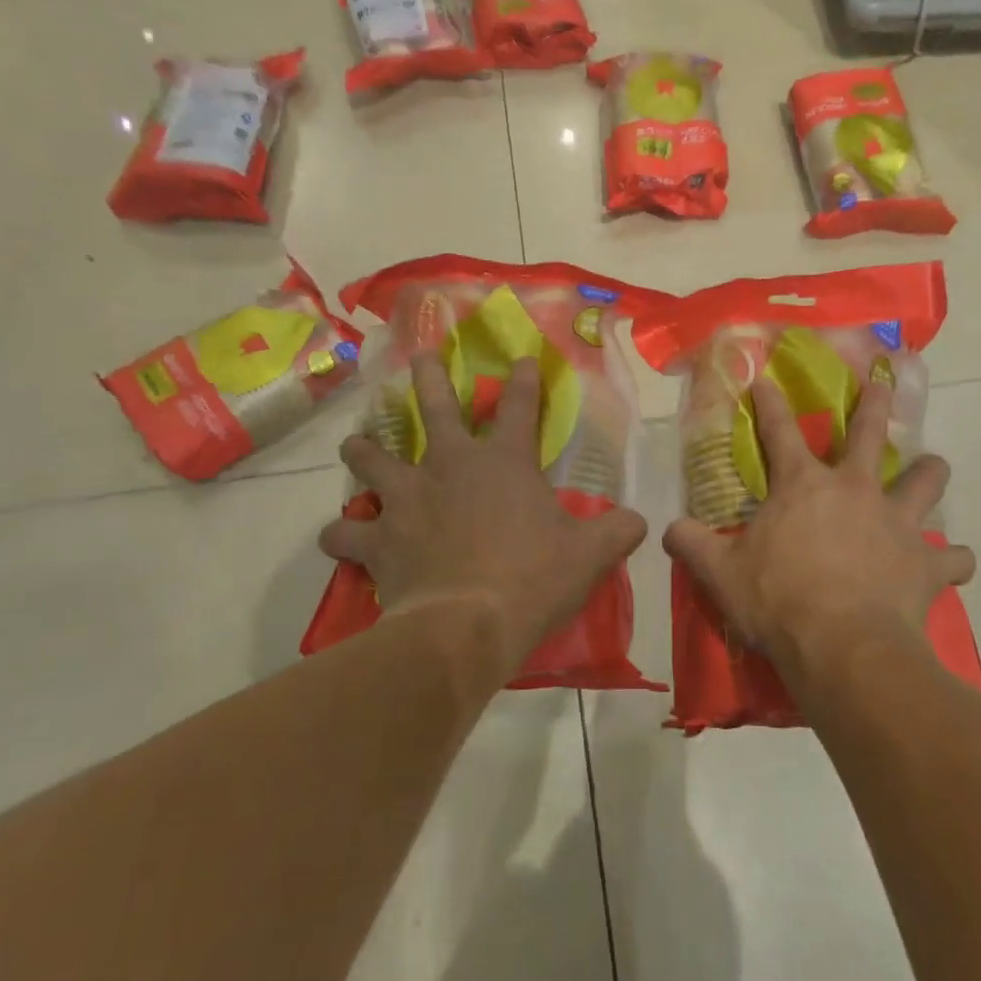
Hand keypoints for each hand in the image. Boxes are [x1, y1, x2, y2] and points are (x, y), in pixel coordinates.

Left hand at [319, 354, 647, 673]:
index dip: (523, 380)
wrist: (467, 624)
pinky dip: (342, 532)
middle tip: (417, 355)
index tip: (521, 358)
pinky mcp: (378, 538)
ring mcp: (407, 498)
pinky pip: (345, 531)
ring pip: (372, 458)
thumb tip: (641, 522)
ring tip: (356, 444)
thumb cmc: (533, 579)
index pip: (519, 407)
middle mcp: (450, 466)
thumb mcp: (590, 555)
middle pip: (434, 407)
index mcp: (504, 462)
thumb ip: (617, 532)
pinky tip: (340, 535)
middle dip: (427, 376)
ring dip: (363, 450)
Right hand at [663, 377, 975, 686]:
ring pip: (925, 481)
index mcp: (803, 486)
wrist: (843, 647)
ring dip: (929, 473)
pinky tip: (952, 566)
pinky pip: (953, 559)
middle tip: (882, 382)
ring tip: (931, 468)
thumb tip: (667, 528)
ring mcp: (897, 523)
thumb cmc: (778, 601)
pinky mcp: (926, 563)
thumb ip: (692, 544)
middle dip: (874, 403)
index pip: (778, 430)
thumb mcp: (721, 574)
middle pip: (869, 433)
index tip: (766, 379)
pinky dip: (953, 561)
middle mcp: (855, 490)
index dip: (769, 402)